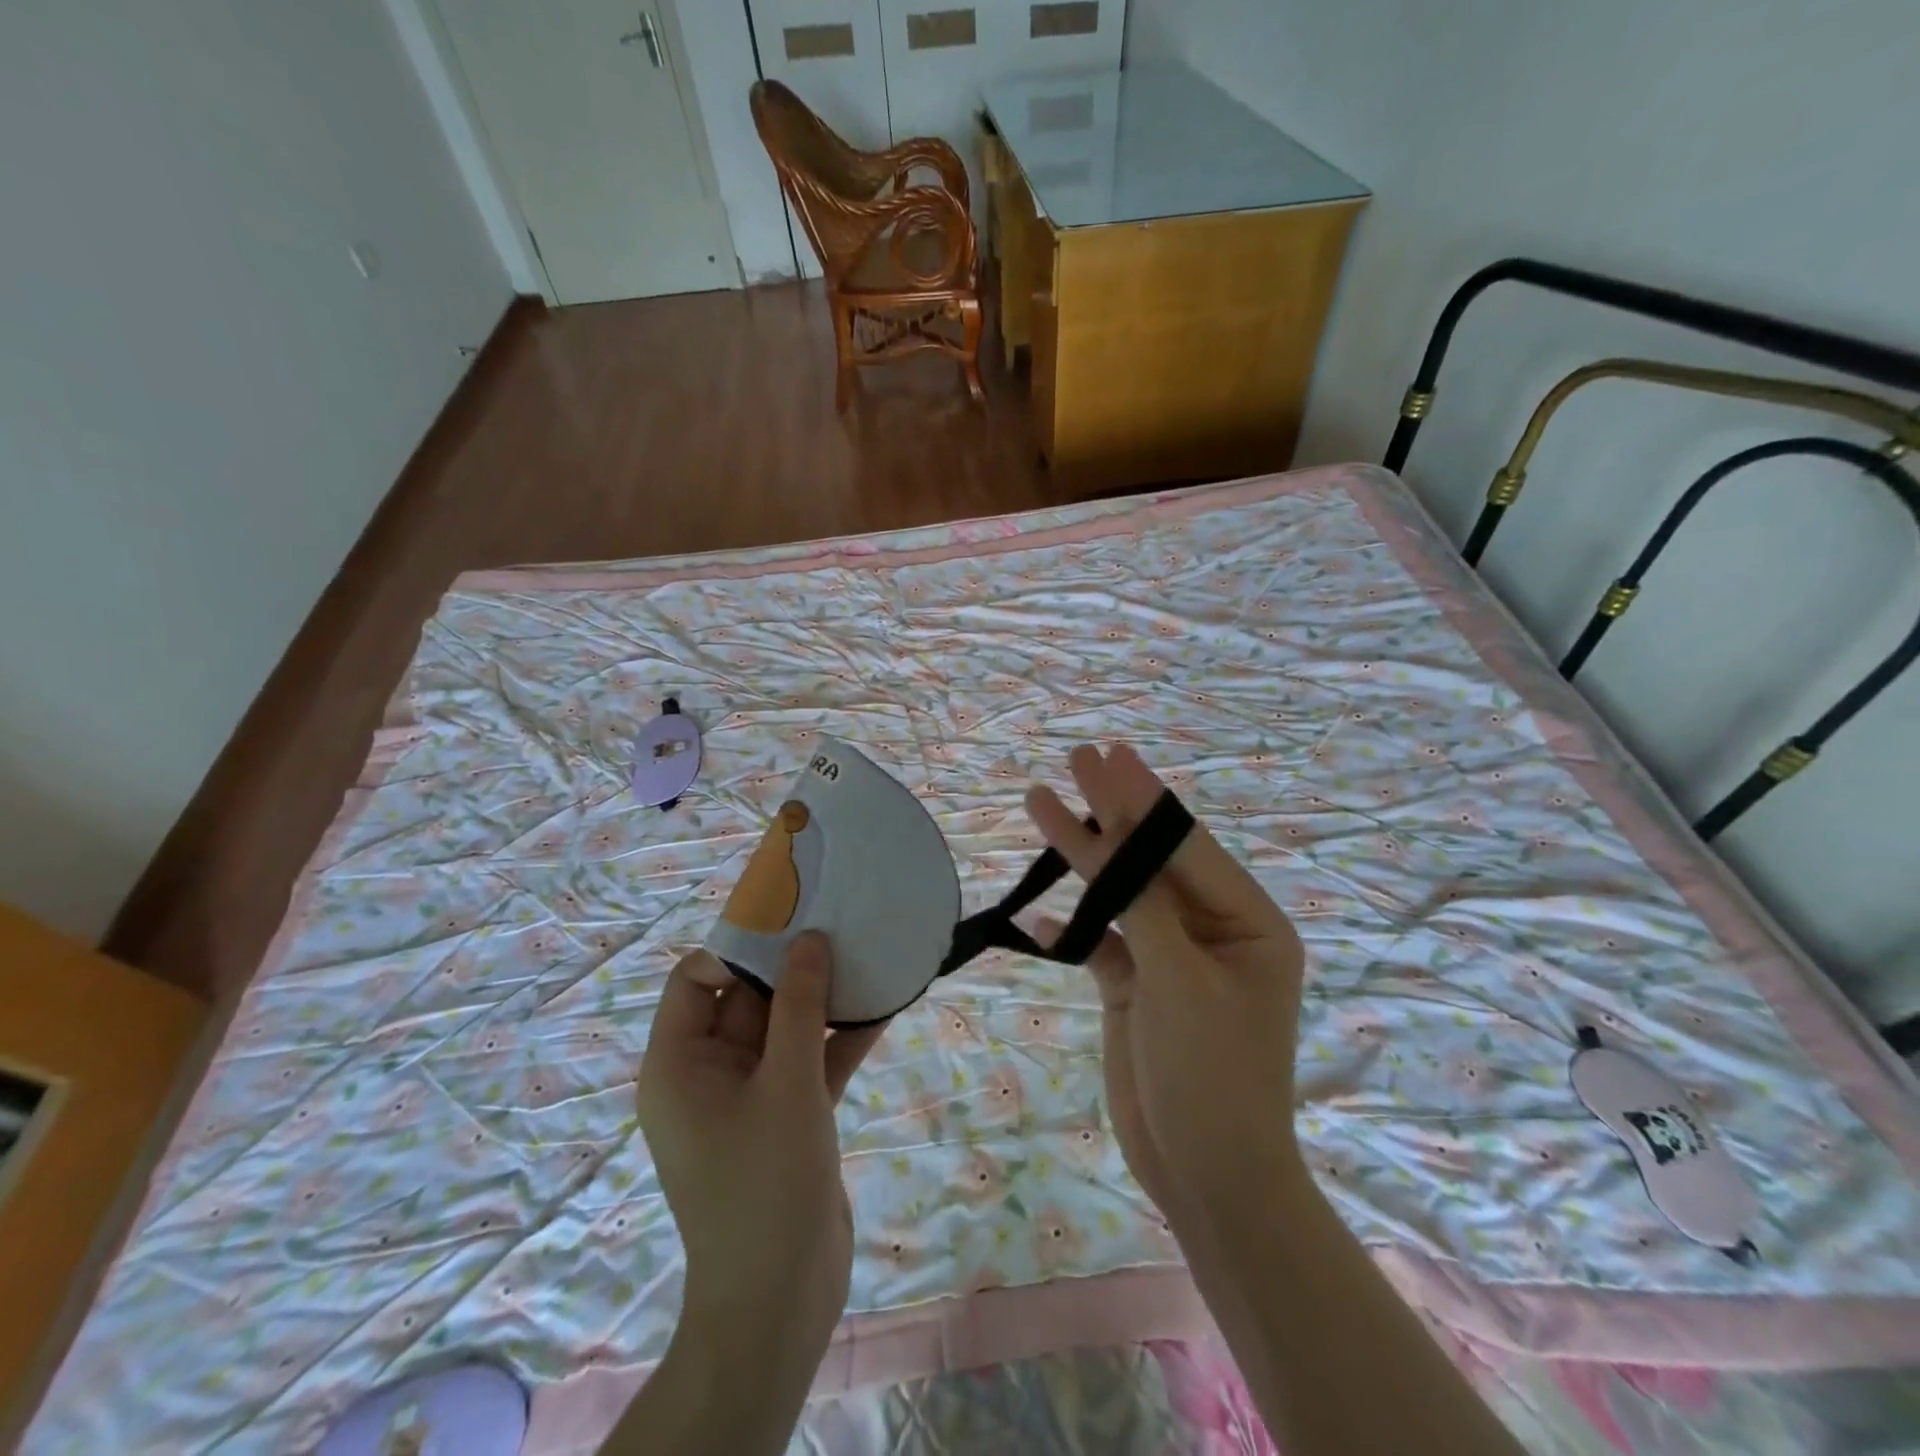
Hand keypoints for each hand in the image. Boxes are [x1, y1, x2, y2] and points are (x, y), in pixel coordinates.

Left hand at [636, 934, 884, 1349]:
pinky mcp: (786, 1116)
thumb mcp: (786, 1082)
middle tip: (841, 926)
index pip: (696, 979)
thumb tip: (809, 939)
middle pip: (748, 998)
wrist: (782, 1301)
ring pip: (785, 1028)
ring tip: (869, 957)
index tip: (792, 926)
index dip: (739, 948)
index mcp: (680, 1062)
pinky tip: (885, 1008)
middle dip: (793, 967)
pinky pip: (810, 1061)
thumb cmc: (766, 1183)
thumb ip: (799, 1005)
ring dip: (824, 1000)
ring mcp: (750, 1095)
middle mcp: (708, 1072)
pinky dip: (839, 1038)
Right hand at [1025, 744, 1306, 1241]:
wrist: (1206, 1176)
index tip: (1107, 756)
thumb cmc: (1211, 1075)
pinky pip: (1101, 941)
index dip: (1141, 800)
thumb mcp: (1181, 980)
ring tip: (1044, 803)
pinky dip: (1072, 927)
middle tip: (1079, 756)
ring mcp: (1170, 958)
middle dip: (1113, 811)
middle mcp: (1211, 929)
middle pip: (1152, 859)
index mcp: (1246, 921)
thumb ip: (1145, 903)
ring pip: (1121, 893)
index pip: (1183, 846)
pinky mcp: (1137, 987)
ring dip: (1084, 857)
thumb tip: (1117, 836)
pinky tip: (1041, 916)